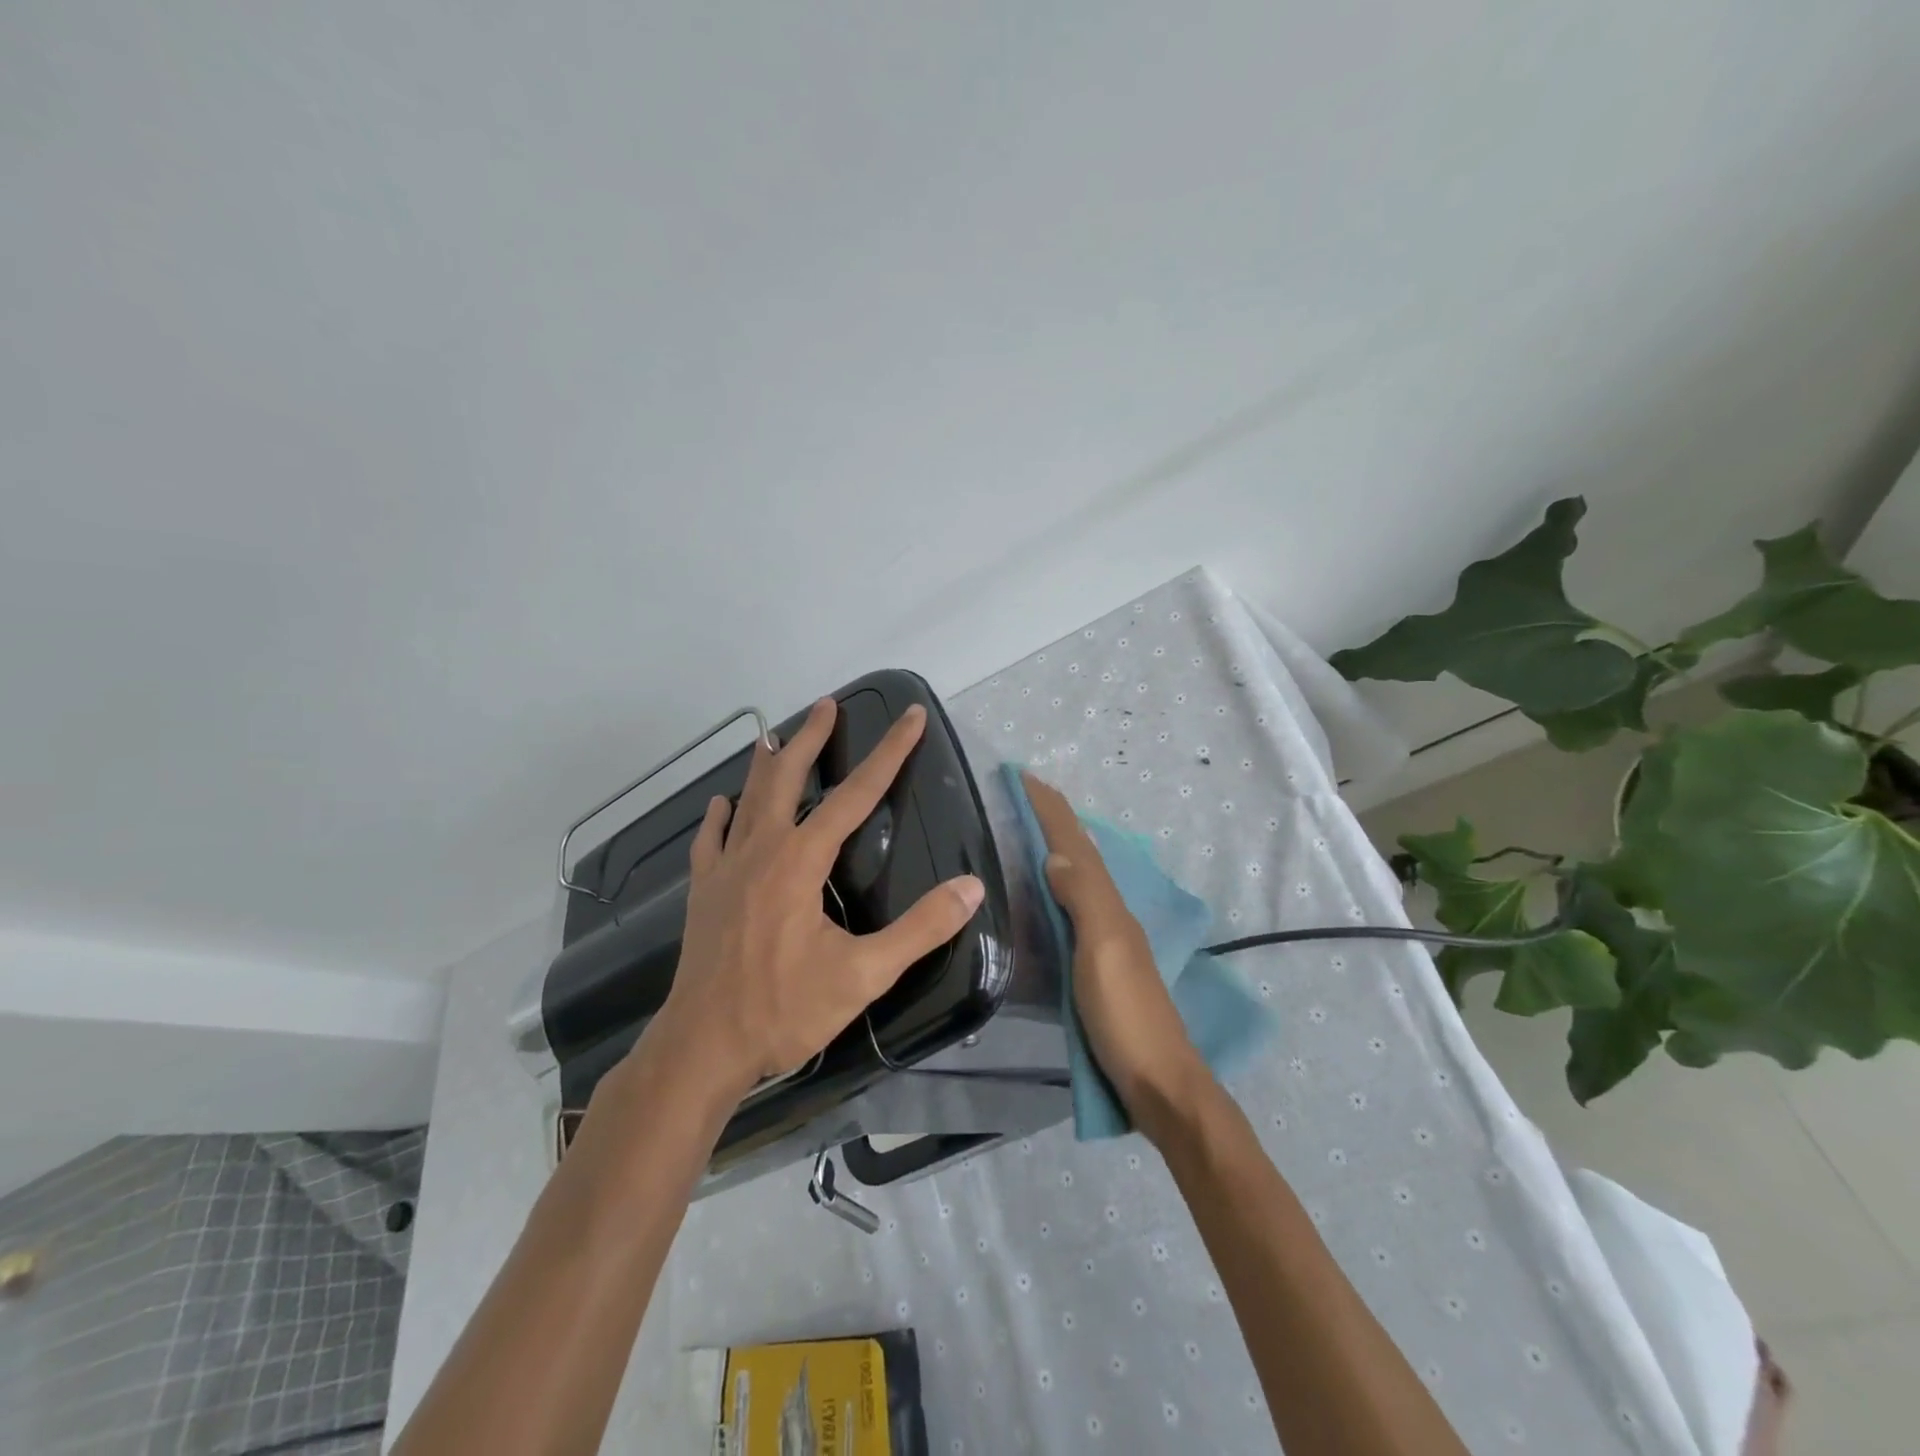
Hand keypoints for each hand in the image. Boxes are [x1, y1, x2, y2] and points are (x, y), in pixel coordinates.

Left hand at [653, 698, 985, 1098]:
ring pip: (748, 799)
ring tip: (773, 735)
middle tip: (827, 706)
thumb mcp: (864, 975)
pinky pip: (710, 839)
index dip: (889, 753)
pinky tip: (721, 804)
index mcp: (801, 861)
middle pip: (787, 778)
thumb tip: (971, 887)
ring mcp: (726, 868)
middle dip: (811, 738)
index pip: (856, 794)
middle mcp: (762, 850)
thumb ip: (920, 929)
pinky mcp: (703, 891)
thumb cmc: (784, 1009)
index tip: (910, 717)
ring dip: (764, 764)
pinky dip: (719, 816)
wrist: (702, 1046)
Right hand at [1021, 772, 1208, 1137]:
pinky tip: (1051, 890)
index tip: (1024, 777)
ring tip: (1033, 827)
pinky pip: (1076, 906)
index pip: (1076, 845)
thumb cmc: (1126, 1016)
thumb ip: (1083, 900)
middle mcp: (1110, 913)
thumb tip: (1055, 853)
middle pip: (1081, 853)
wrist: (1158, 1082)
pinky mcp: (1099, 965)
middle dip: (1055, 820)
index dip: (1051, 810)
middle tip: (1026, 794)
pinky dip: (1060, 884)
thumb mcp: (1103, 952)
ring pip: (1080, 877)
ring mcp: (1107, 940)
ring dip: (1058, 846)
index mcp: (1109, 905)